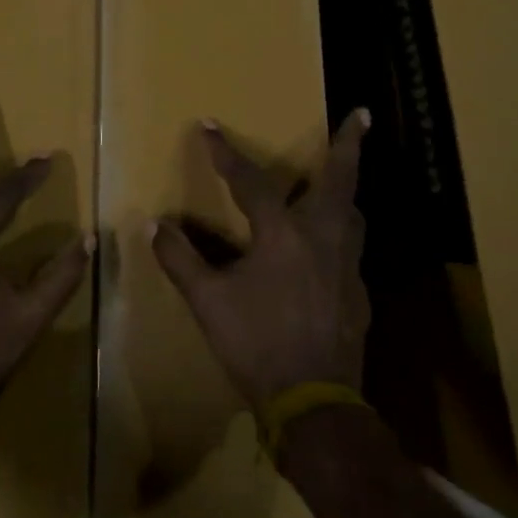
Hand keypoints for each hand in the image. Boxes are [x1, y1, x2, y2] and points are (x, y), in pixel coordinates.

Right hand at [151, 110, 370, 412]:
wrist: (314, 403)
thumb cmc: (256, 344)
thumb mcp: (207, 301)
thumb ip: (180, 259)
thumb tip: (154, 225)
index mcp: (283, 235)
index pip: (250, 181)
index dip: (225, 152)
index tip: (208, 125)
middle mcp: (323, 239)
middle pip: (340, 180)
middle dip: (350, 144)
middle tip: (363, 114)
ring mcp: (347, 266)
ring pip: (353, 214)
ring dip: (347, 189)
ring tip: (341, 177)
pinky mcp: (358, 293)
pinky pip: (351, 248)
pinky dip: (341, 232)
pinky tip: (327, 248)